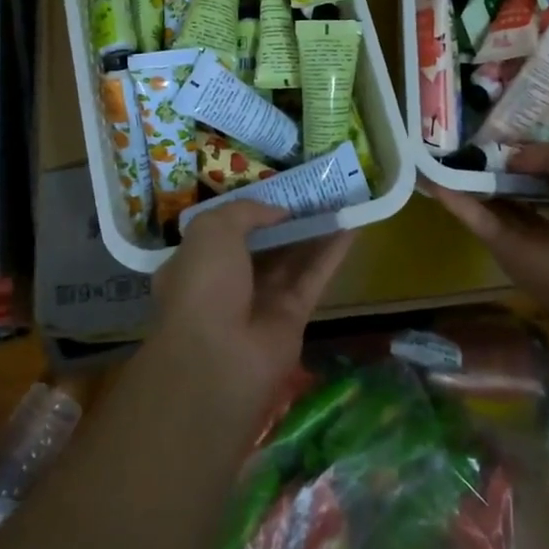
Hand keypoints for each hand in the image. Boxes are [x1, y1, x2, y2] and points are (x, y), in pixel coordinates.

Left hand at [151, 202, 354, 405]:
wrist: (220, 357)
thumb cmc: (204, 284)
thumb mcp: (211, 230)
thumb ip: (245, 211)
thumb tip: (278, 212)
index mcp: (195, 264)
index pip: (221, 233)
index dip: (246, 212)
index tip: (272, 191)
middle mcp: (227, 283)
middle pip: (261, 246)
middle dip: (284, 220)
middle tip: (313, 191)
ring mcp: (261, 302)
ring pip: (291, 260)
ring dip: (313, 231)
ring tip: (338, 199)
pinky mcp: (293, 317)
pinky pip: (314, 278)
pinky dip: (332, 253)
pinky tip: (352, 226)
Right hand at [424, 143, 548, 324]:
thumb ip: (547, 153)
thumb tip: (512, 157)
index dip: (528, 148)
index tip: (501, 126)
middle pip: (517, 183)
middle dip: (495, 162)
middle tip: (463, 133)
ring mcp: (525, 232)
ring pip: (491, 199)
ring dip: (467, 178)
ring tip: (437, 149)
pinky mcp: (501, 247)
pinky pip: (476, 218)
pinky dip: (453, 199)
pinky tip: (429, 176)